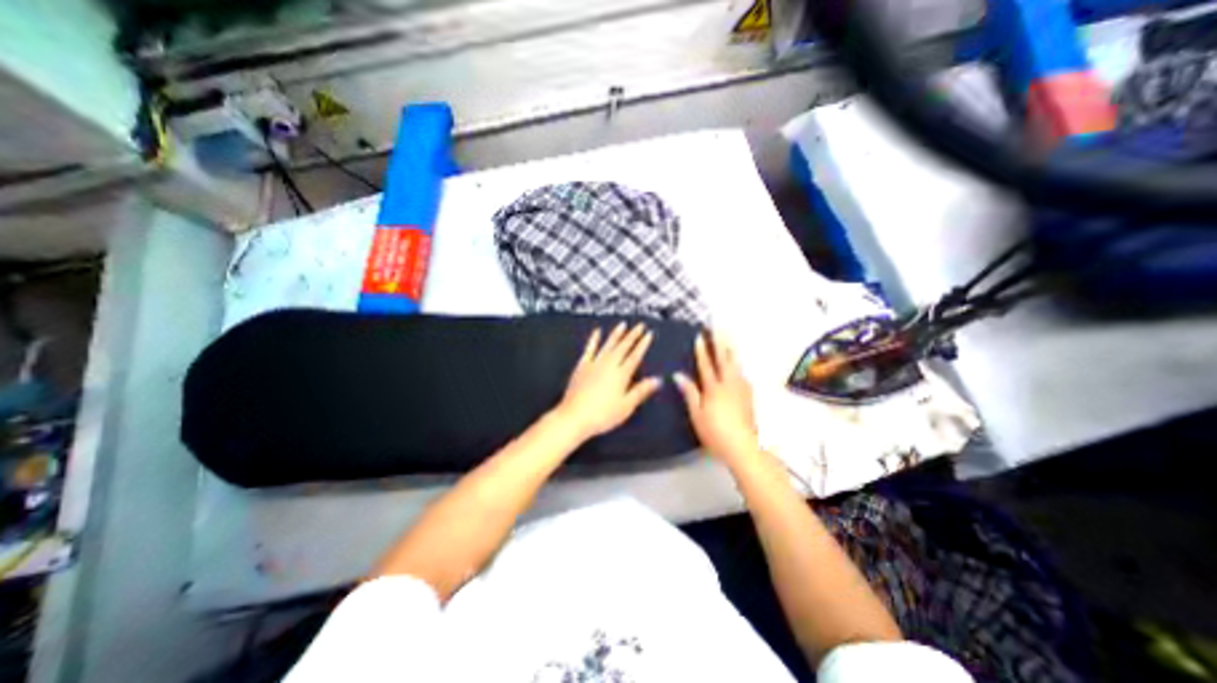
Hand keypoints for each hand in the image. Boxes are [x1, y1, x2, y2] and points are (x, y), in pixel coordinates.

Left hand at [556, 322, 660, 438]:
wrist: (575, 416)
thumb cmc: (602, 415)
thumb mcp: (626, 406)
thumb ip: (641, 391)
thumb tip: (657, 380)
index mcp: (621, 374)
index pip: (635, 356)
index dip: (643, 344)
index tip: (649, 334)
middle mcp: (609, 365)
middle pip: (623, 347)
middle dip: (633, 335)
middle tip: (640, 325)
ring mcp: (594, 364)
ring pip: (608, 344)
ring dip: (616, 334)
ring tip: (623, 324)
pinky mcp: (582, 366)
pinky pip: (589, 349)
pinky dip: (594, 339)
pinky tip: (597, 332)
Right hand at [675, 330, 757, 468]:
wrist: (743, 447)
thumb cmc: (716, 432)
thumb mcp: (697, 414)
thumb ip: (690, 392)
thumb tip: (678, 375)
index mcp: (714, 388)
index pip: (706, 365)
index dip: (702, 350)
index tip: (700, 337)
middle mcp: (729, 385)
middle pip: (724, 359)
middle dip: (720, 343)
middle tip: (718, 328)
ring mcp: (741, 389)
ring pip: (736, 365)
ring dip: (731, 351)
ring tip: (729, 341)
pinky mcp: (749, 396)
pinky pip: (742, 375)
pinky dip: (738, 366)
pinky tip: (738, 367)